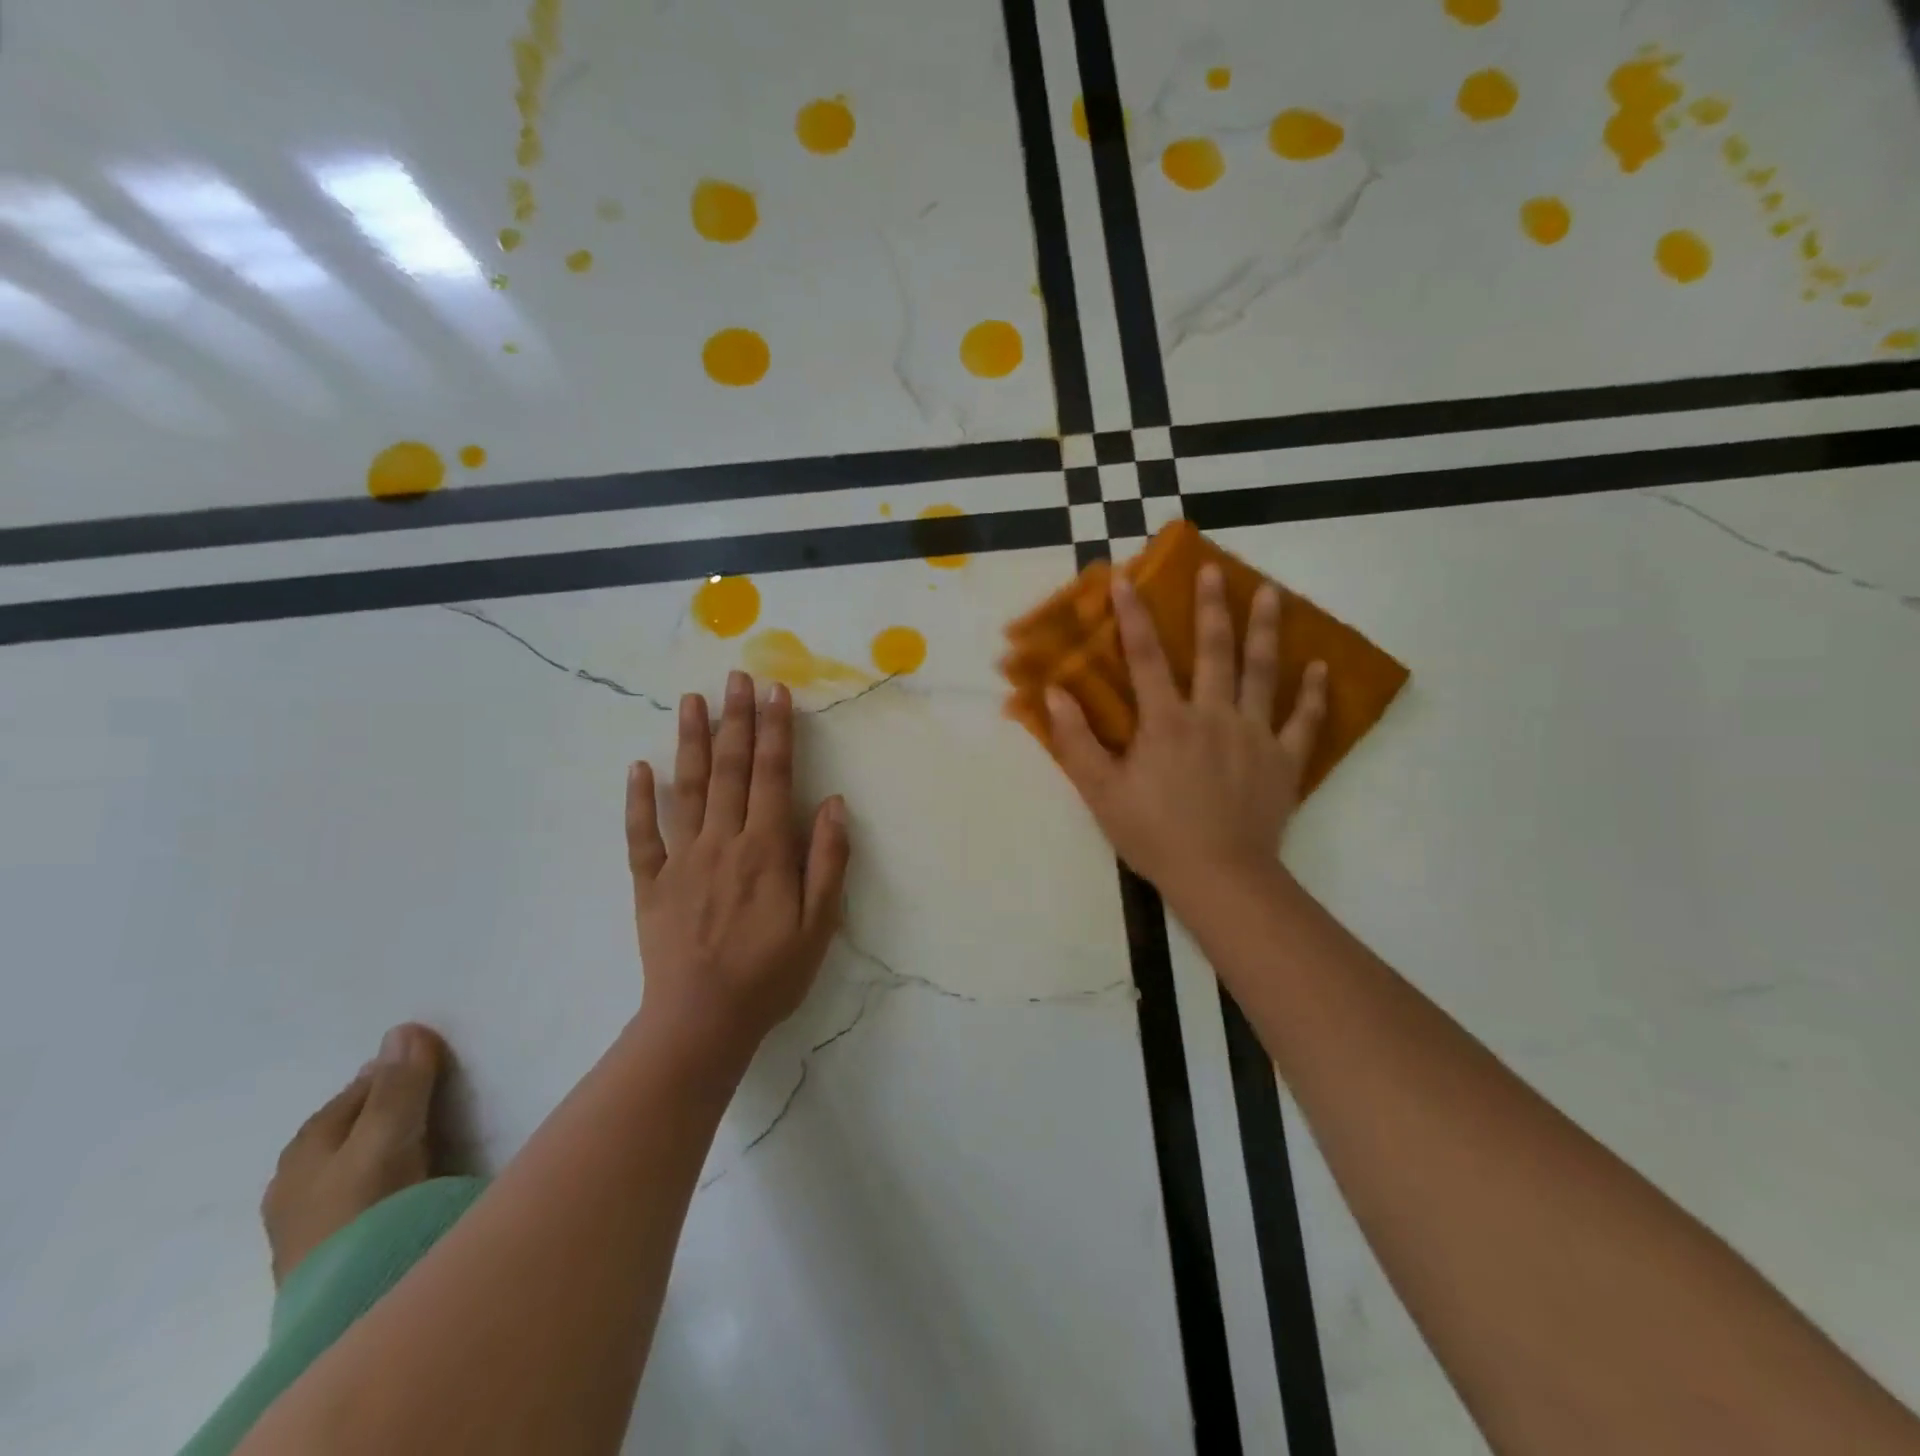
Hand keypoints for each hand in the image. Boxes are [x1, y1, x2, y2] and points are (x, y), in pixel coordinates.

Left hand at [625, 671, 850, 1064]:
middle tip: (737, 677)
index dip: (776, 731)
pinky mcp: (650, 882)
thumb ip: (827, 861)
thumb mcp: (818, 925)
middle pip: (729, 769)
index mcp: (764, 850)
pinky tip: (639, 767)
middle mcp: (722, 841)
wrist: (701, 1021)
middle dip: (736, 720)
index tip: (776, 692)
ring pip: (686, 789)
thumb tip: (832, 803)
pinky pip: (641, 834)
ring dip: (690, 741)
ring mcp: (681, 859)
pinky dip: (638, 799)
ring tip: (692, 700)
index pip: (772, 776)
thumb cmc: (770, 975)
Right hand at [1047, 565, 1326, 905]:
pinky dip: (1313, 693)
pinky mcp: (1284, 760)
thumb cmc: (1153, 834)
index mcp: (1166, 722)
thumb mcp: (1101, 791)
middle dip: (1211, 606)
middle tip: (1215, 569)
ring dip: (1266, 629)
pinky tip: (1321, 667)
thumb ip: (1076, 740)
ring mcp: (1255, 735)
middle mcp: (1213, 715)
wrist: (1218, 876)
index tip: (1126, 578)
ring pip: (1263, 672)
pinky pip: (1304, 720)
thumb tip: (1054, 693)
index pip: (1144, 658)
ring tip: (1271, 593)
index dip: (1133, 616)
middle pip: (1214, 651)